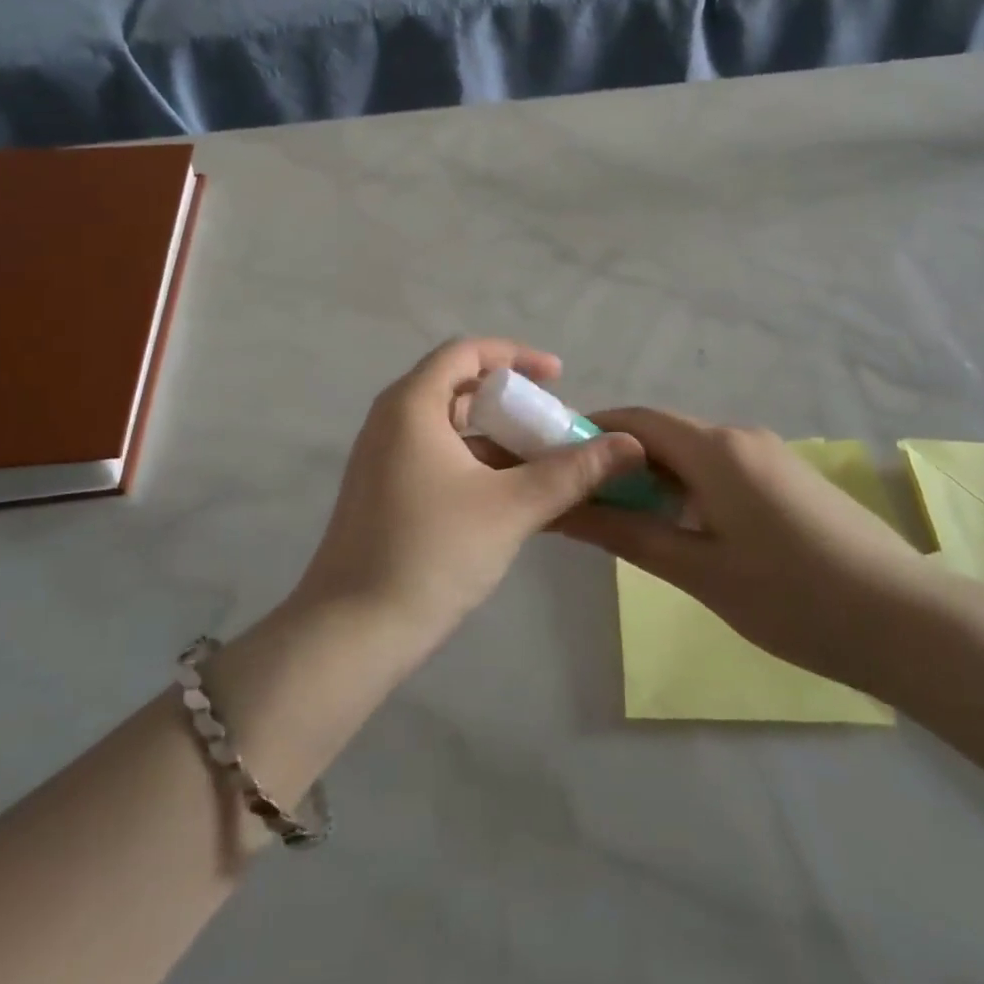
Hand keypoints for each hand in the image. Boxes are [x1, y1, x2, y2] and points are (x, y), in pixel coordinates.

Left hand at [294, 339, 645, 635]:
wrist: (353, 631)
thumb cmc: (433, 552)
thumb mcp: (512, 508)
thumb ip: (572, 471)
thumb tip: (630, 444)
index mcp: (412, 405)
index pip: (466, 351)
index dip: (516, 356)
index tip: (558, 377)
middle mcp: (390, 420)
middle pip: (457, 386)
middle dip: (510, 401)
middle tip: (552, 425)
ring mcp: (381, 457)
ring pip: (447, 426)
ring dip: (495, 437)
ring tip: (540, 464)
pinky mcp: (382, 491)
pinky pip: (434, 455)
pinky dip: (473, 462)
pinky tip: (507, 497)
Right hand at [558, 409, 939, 693]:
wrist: (909, 623)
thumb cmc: (795, 597)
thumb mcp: (700, 571)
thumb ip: (628, 533)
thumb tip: (564, 510)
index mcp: (716, 449)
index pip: (635, 420)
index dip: (590, 431)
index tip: (555, 460)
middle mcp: (741, 437)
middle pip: (663, 434)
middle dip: (618, 460)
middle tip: (583, 502)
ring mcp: (770, 456)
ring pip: (692, 453)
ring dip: (654, 477)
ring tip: (625, 520)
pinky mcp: (789, 478)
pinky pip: (721, 469)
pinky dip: (688, 487)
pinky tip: (683, 528)